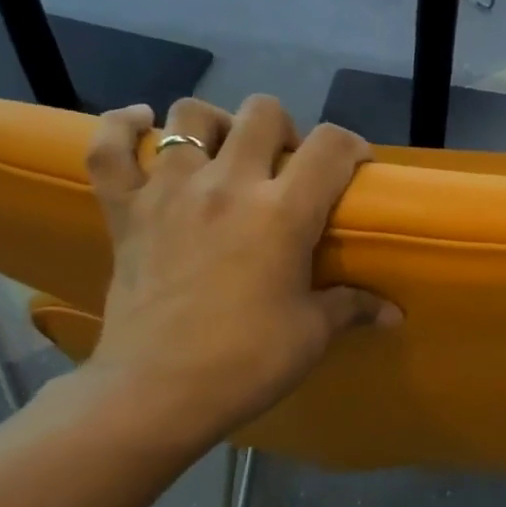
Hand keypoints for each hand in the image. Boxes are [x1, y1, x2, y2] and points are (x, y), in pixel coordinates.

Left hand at [82, 95, 398, 450]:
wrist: (155, 393)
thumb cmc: (246, 362)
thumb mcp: (311, 334)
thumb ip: (353, 307)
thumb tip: (394, 314)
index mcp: (283, 212)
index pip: (330, 146)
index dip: (352, 146)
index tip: (355, 168)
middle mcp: (228, 184)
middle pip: (263, 113)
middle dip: (286, 130)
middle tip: (286, 169)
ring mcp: (169, 191)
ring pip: (190, 117)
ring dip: (217, 125)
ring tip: (225, 154)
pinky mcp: (124, 210)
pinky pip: (110, 148)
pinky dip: (123, 128)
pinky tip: (142, 123)